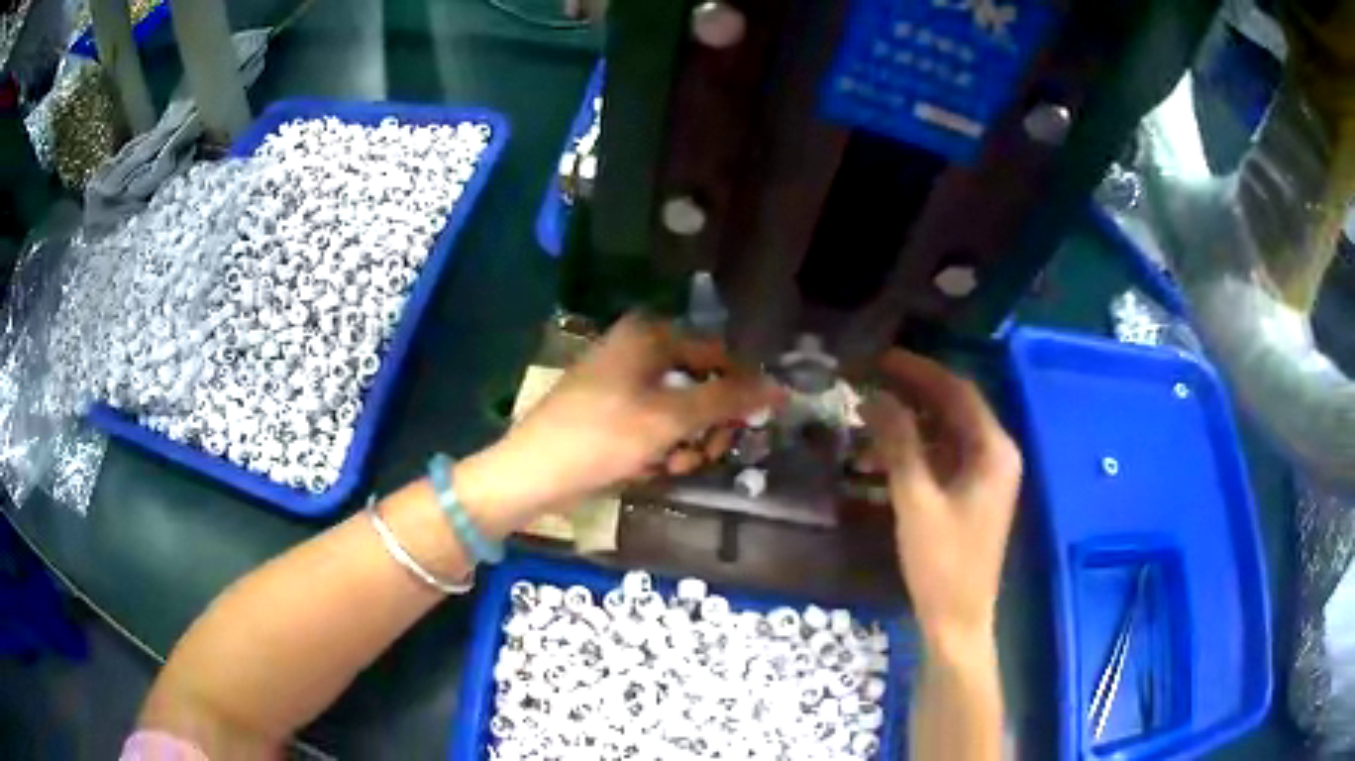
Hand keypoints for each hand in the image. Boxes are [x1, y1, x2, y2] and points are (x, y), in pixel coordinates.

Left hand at [473, 314, 783, 525]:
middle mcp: (636, 349)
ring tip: (672, 467)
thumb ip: (726, 400)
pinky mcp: (610, 411)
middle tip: (705, 454)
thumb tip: (779, 388)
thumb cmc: (601, 437)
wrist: (532, 474)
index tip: (753, 427)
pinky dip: (660, 448)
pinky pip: (653, 424)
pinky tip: (650, 469)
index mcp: (649, 335)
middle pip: (699, 383)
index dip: (740, 390)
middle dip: (707, 425)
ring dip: (685, 443)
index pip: (718, 354)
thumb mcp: (670, 419)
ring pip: (679, 410)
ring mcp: (621, 381)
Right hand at [858, 350, 1020, 650]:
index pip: (958, 391)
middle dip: (912, 391)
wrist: (957, 621)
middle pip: (954, 407)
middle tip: (868, 378)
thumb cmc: (942, 564)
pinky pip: (943, 457)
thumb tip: (874, 396)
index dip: (919, 370)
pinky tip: (882, 451)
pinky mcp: (971, 495)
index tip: (879, 358)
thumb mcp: (917, 501)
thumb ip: (899, 444)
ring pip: (946, 432)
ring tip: (868, 412)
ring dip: (910, 420)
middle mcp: (996, 455)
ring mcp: (985, 476)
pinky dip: (915, 448)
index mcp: (994, 450)